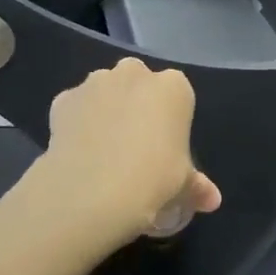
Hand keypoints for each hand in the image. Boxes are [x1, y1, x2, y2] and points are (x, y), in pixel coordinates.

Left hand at [41, 59, 221, 244]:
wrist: (92, 191)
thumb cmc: (153, 179)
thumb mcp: (182, 185)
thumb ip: (197, 186)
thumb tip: (212, 200)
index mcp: (173, 87)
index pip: (178, 96)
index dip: (171, 121)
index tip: (166, 148)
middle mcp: (135, 73)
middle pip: (139, 84)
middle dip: (137, 105)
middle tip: (136, 145)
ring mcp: (95, 83)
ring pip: (105, 91)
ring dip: (106, 110)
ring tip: (104, 151)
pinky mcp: (63, 99)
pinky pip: (76, 108)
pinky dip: (77, 123)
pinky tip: (79, 152)